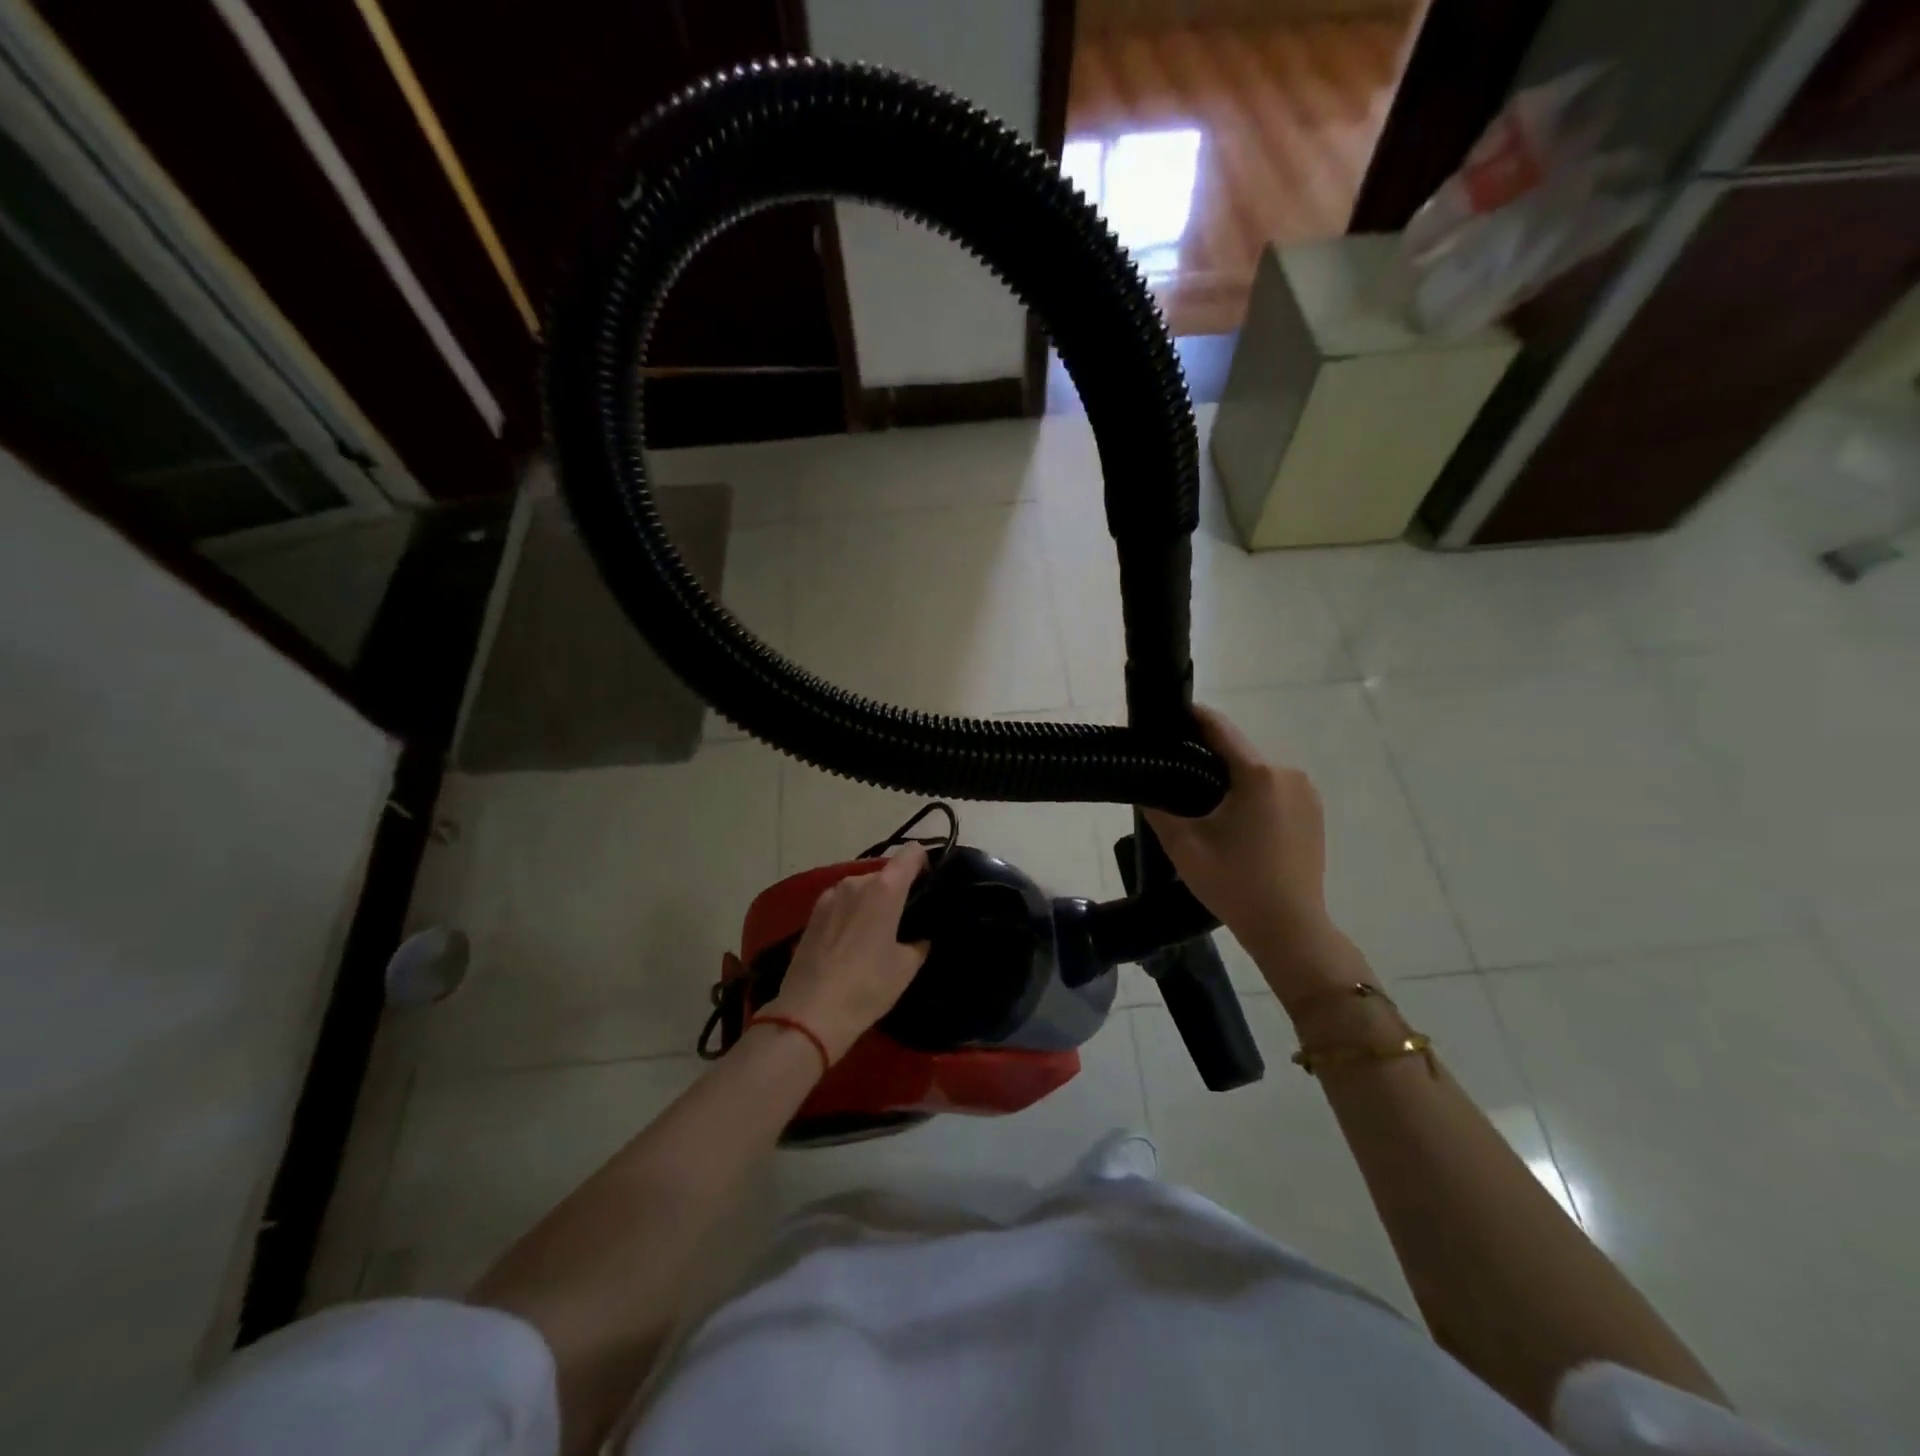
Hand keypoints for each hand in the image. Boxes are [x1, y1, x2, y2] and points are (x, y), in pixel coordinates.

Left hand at [764, 844, 930, 1062]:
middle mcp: (856, 882)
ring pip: (861, 888)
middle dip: (898, 889)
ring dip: (872, 902)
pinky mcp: (812, 913)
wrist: (810, 1013)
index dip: (925, 863)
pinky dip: (852, 912)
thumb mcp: (906, 966)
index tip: (930, 884)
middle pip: (885, 873)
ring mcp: (830, 895)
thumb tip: (920, 934)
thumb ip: (920, 941)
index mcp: (885, 888)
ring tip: (878, 932)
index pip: (912, 853)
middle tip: (906, 919)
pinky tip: (853, 940)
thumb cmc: (867, 986)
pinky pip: (842, 902)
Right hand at [1144, 706, 1364, 1007]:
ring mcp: (1307, 793)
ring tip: (1201, 804)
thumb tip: (1142, 784)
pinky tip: (1234, 823)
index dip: (1191, 717)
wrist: (1290, 927)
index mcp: (1257, 774)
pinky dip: (1252, 796)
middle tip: (1174, 773)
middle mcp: (1287, 773)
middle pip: (1237, 752)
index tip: (1167, 715)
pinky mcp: (1315, 812)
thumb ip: (1157, 808)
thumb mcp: (1184, 846)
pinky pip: (1274, 790)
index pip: (1219, 728)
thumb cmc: (1234, 883)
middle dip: (1206, 757)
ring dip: (1230, 780)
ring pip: (1255, 773)